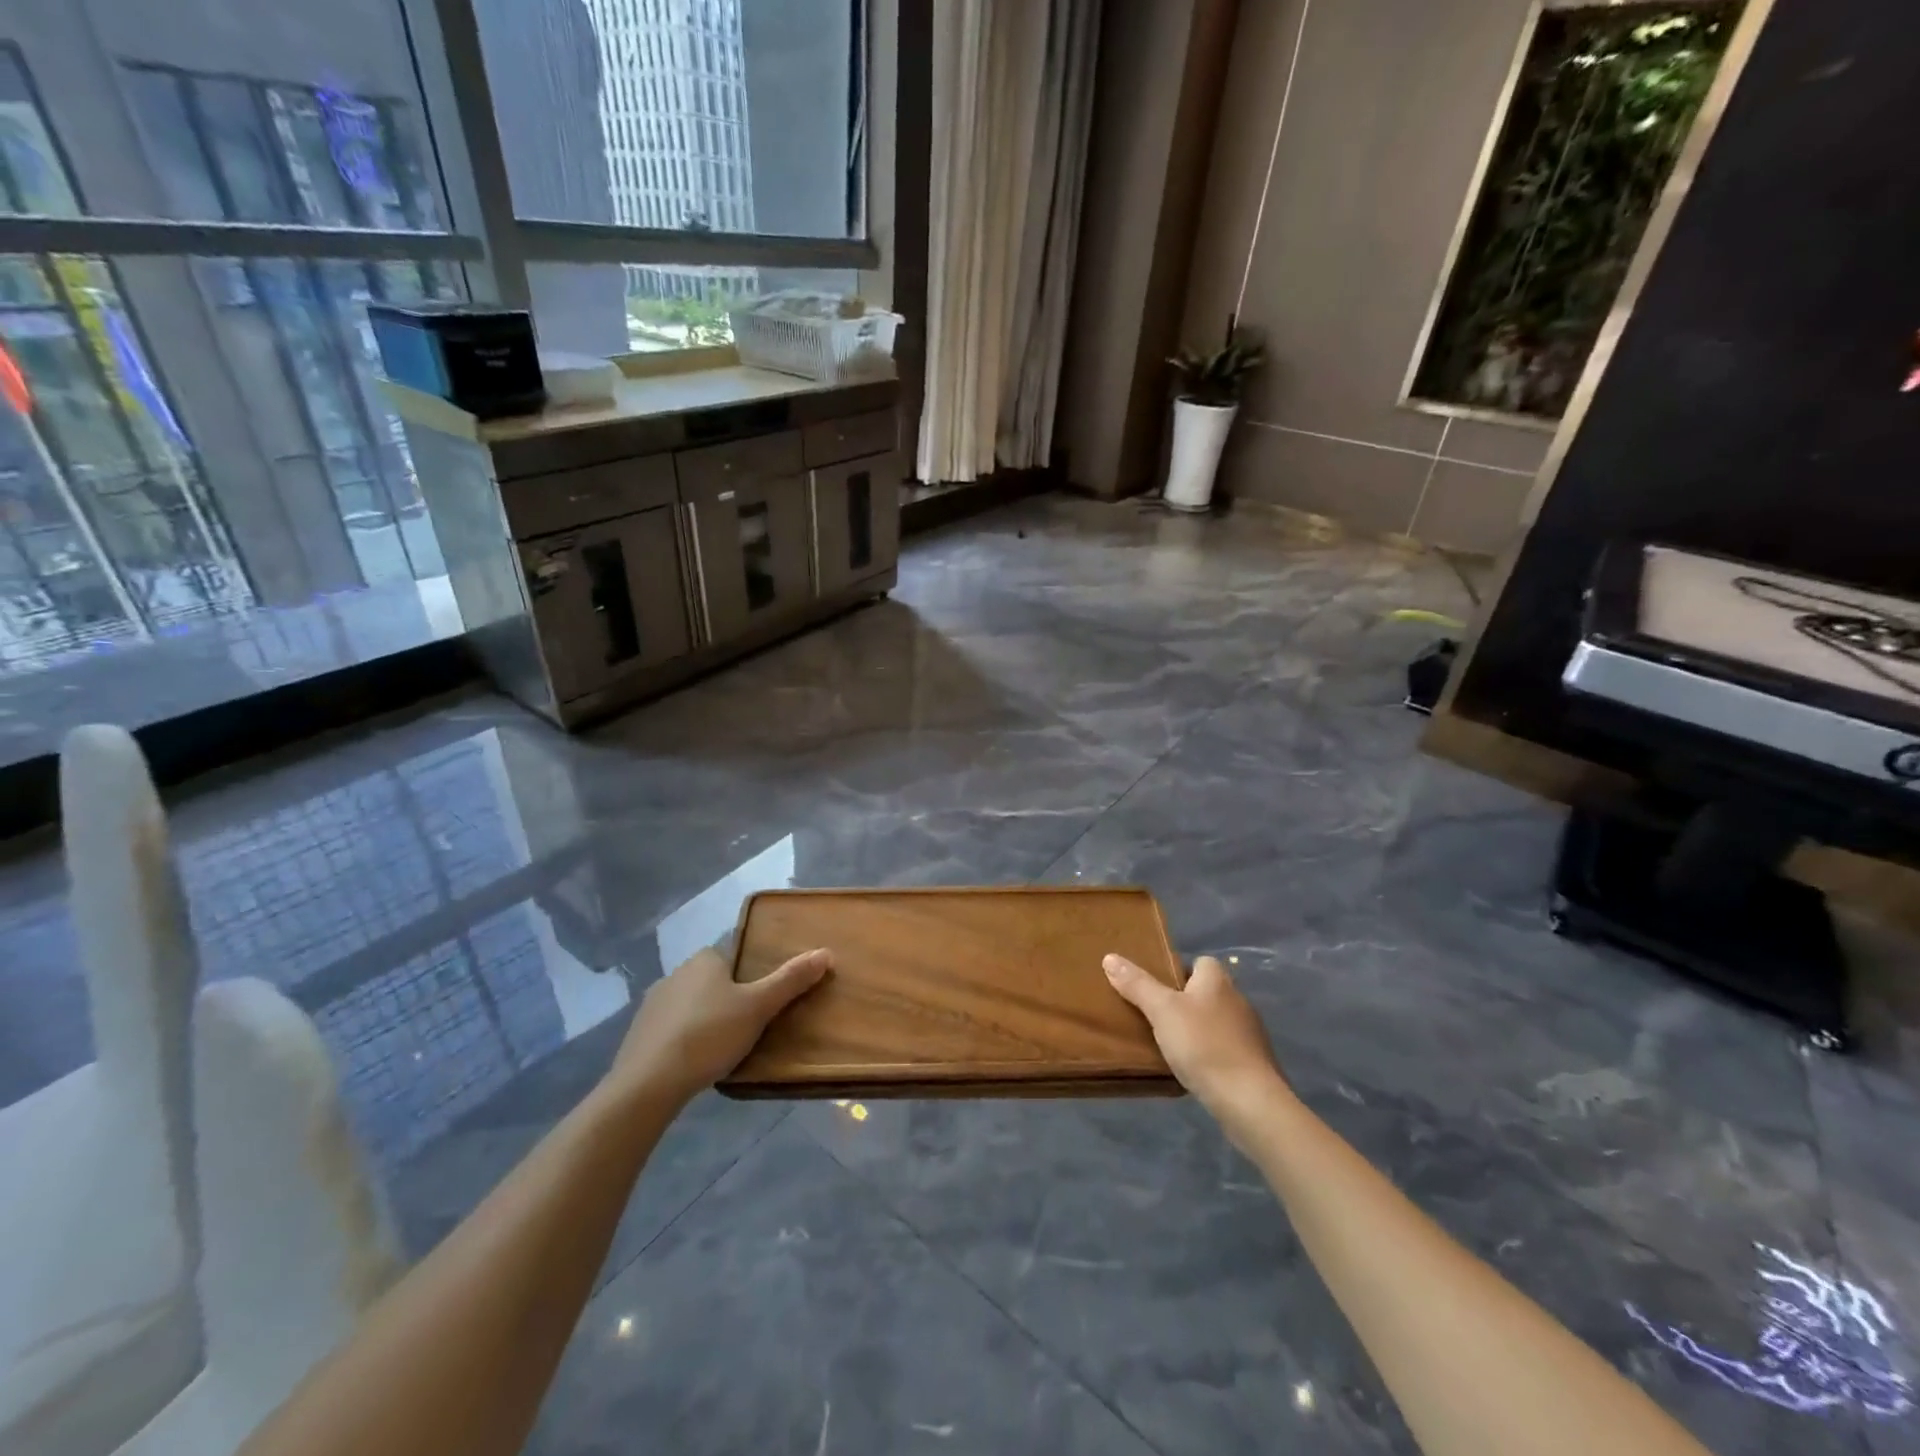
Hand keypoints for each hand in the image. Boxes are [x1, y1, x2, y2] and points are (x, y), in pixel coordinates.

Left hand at [605, 946, 830, 1109]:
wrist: (648, 1083)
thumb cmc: (710, 1035)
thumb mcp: (759, 1007)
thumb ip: (791, 980)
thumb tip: (826, 952)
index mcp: (705, 960)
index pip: (733, 958)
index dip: (749, 977)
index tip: (761, 1002)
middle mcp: (676, 973)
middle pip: (712, 981)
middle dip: (728, 999)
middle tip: (749, 1027)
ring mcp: (652, 1004)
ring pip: (690, 1005)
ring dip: (705, 1020)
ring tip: (723, 1048)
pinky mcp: (638, 1034)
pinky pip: (671, 1029)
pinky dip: (684, 1040)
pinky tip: (694, 1062)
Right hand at [1104, 953, 1285, 1115]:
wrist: (1249, 1101)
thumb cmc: (1203, 1045)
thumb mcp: (1162, 1011)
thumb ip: (1137, 985)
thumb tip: (1110, 957)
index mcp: (1217, 981)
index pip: (1199, 962)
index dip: (1178, 971)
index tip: (1156, 987)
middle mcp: (1238, 1000)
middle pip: (1206, 991)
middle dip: (1184, 1001)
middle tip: (1155, 1016)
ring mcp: (1249, 1033)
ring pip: (1215, 1021)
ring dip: (1197, 1029)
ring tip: (1170, 1044)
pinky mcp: (1253, 1062)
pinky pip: (1225, 1048)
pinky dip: (1210, 1054)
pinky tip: (1193, 1068)